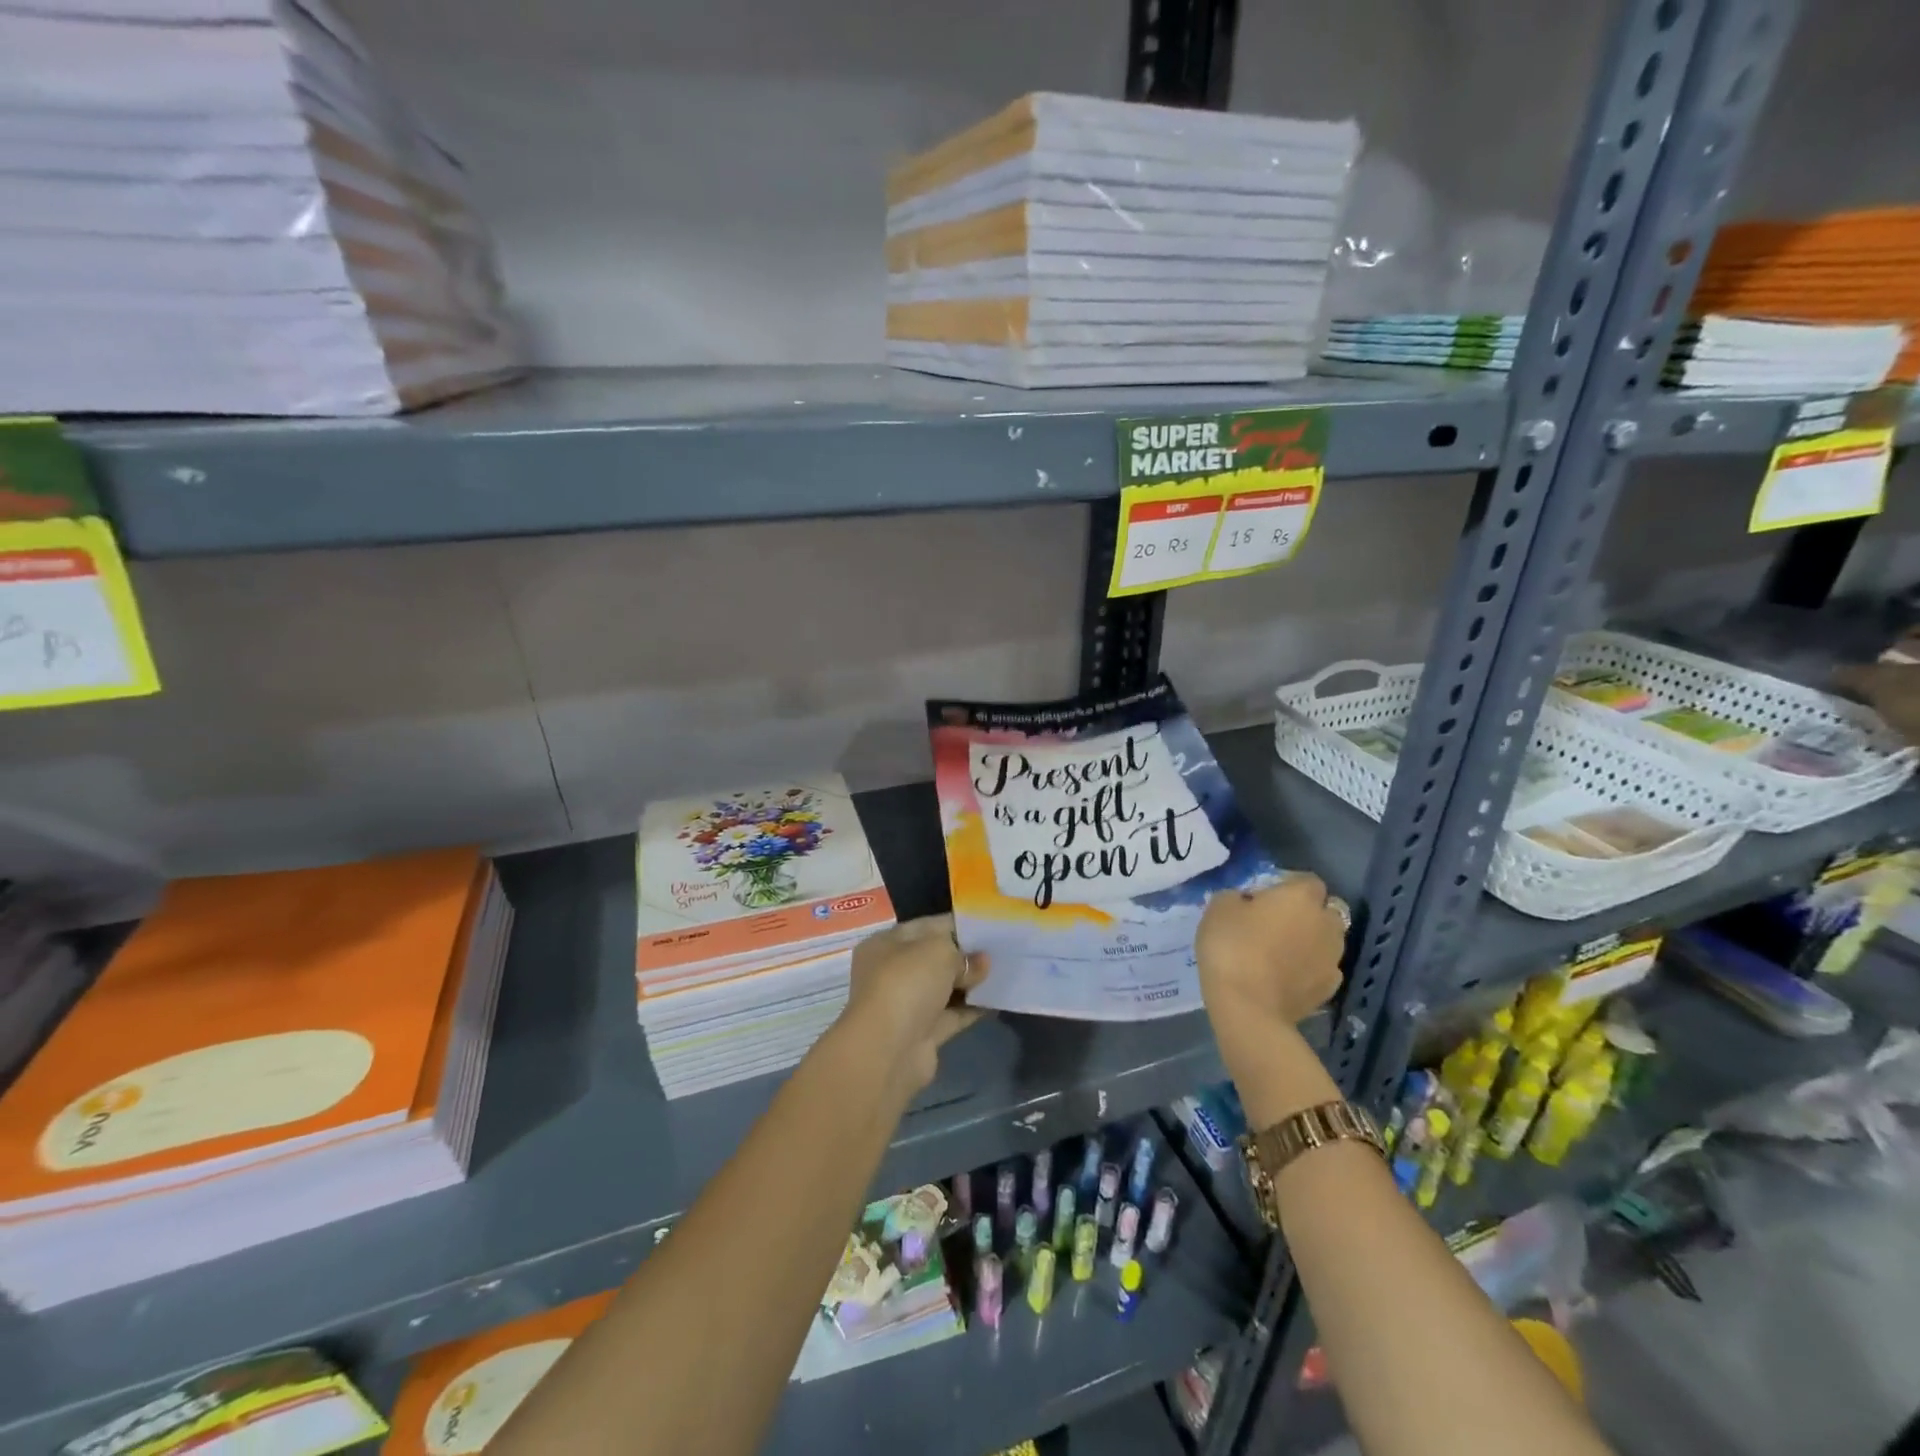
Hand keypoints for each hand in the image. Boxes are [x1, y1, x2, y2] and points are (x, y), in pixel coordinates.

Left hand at [839, 914, 988, 1096]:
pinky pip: (953, 1014)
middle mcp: (892, 972)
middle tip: (1002, 950)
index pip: (926, 927)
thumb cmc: (907, 984)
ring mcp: (907, 1004)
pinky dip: (973, 1008)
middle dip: (966, 954)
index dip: (957, 924)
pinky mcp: (923, 1033)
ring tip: (1006, 972)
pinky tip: (999, 999)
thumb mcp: (938, 951)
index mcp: (886, 944)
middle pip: (935, 958)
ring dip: (971, 982)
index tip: (989, 925)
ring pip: (945, 987)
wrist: (888, 1051)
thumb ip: (963, 953)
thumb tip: (981, 962)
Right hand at [1195, 875, 1345, 1036]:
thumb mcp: (1218, 908)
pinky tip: (1286, 976)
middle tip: (1276, 922)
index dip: (1287, 885)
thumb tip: (1246, 902)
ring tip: (1280, 952)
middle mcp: (1326, 923)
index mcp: (1301, 897)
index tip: (1264, 896)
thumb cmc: (1232, 947)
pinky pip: (1321, 969)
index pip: (1307, 880)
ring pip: (1327, 940)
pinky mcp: (1330, 989)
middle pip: (1325, 910)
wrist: (1248, 1007)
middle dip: (1307, 913)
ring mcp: (1332, 959)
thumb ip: (1236, 897)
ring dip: (1310, 941)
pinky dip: (1308, 969)